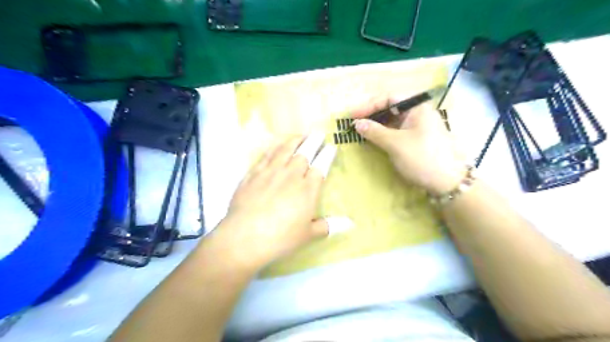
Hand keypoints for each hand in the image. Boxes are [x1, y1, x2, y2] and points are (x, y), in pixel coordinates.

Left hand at [208, 133, 341, 271]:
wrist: (245, 237)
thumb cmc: (281, 238)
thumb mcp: (308, 235)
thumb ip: (329, 226)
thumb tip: (350, 224)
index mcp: (307, 189)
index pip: (321, 165)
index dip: (327, 154)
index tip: (331, 147)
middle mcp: (291, 175)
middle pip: (304, 152)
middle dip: (313, 141)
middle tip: (318, 133)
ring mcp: (270, 172)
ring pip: (285, 150)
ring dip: (294, 140)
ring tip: (300, 135)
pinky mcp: (253, 174)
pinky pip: (266, 155)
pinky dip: (273, 147)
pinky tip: (276, 145)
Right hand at [350, 95, 465, 194]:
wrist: (448, 182)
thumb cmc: (422, 158)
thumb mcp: (395, 144)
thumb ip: (374, 131)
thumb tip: (356, 124)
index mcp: (417, 107)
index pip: (389, 98)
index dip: (369, 105)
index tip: (353, 116)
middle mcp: (418, 113)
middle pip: (391, 107)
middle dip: (372, 114)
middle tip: (355, 123)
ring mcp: (418, 126)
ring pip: (393, 120)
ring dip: (377, 124)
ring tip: (361, 131)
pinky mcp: (417, 139)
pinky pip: (397, 131)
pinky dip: (384, 133)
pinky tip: (374, 139)